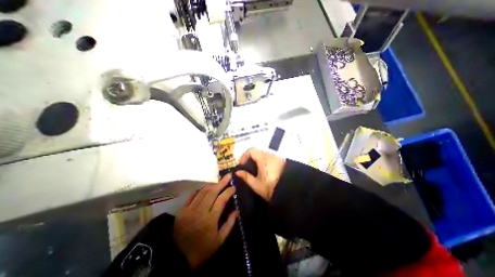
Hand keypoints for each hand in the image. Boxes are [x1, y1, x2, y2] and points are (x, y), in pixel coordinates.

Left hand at [172, 174, 236, 269]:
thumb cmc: (202, 250)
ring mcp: (189, 209)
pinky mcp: (181, 210)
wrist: (177, 259)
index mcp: (210, 219)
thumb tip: (236, 210)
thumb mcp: (219, 241)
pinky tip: (205, 187)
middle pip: (212, 192)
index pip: (221, 200)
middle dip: (222, 182)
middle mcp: (200, 211)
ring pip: (202, 192)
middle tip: (228, 175)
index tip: (233, 187)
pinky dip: (199, 189)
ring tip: (218, 180)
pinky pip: (192, 195)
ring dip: (212, 184)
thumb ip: (229, 224)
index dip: (228, 191)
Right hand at [234, 149, 286, 200]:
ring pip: (264, 154)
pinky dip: (265, 161)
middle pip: (258, 151)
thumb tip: (238, 172)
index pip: (251, 150)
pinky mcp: (282, 160)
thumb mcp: (256, 184)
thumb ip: (246, 177)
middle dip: (251, 158)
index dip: (244, 156)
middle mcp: (271, 155)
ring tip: (256, 169)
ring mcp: (277, 157)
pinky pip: (271, 157)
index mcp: (263, 158)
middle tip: (248, 167)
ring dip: (258, 159)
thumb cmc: (271, 188)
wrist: (290, 191)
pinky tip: (265, 170)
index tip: (242, 164)